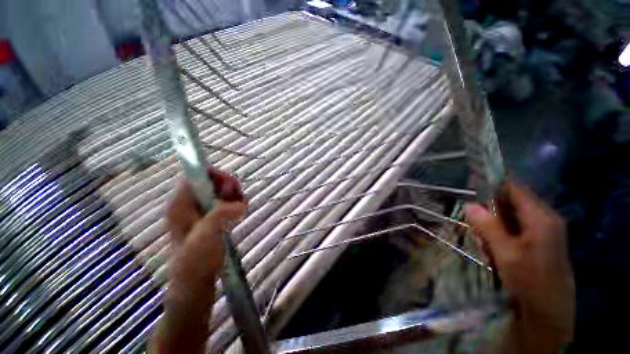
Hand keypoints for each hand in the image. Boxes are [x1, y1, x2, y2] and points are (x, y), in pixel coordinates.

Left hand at [167, 167, 246, 293]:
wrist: (195, 281)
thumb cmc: (195, 259)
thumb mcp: (207, 234)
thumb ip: (222, 213)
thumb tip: (241, 203)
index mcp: (181, 205)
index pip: (194, 177)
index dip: (213, 175)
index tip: (231, 184)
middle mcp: (189, 205)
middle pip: (209, 182)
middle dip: (226, 185)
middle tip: (239, 196)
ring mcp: (200, 212)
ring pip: (218, 192)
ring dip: (232, 194)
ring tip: (242, 204)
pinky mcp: (210, 219)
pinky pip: (223, 202)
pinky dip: (234, 202)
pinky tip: (240, 209)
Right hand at [465, 183, 574, 352]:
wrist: (548, 313)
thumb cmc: (530, 281)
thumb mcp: (506, 253)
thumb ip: (488, 226)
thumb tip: (469, 204)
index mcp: (541, 218)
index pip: (514, 189)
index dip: (492, 186)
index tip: (470, 190)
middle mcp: (544, 219)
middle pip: (510, 203)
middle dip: (489, 213)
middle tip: (476, 228)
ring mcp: (543, 231)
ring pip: (509, 218)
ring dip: (493, 227)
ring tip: (485, 246)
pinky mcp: (539, 242)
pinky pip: (514, 230)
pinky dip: (500, 236)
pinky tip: (493, 251)